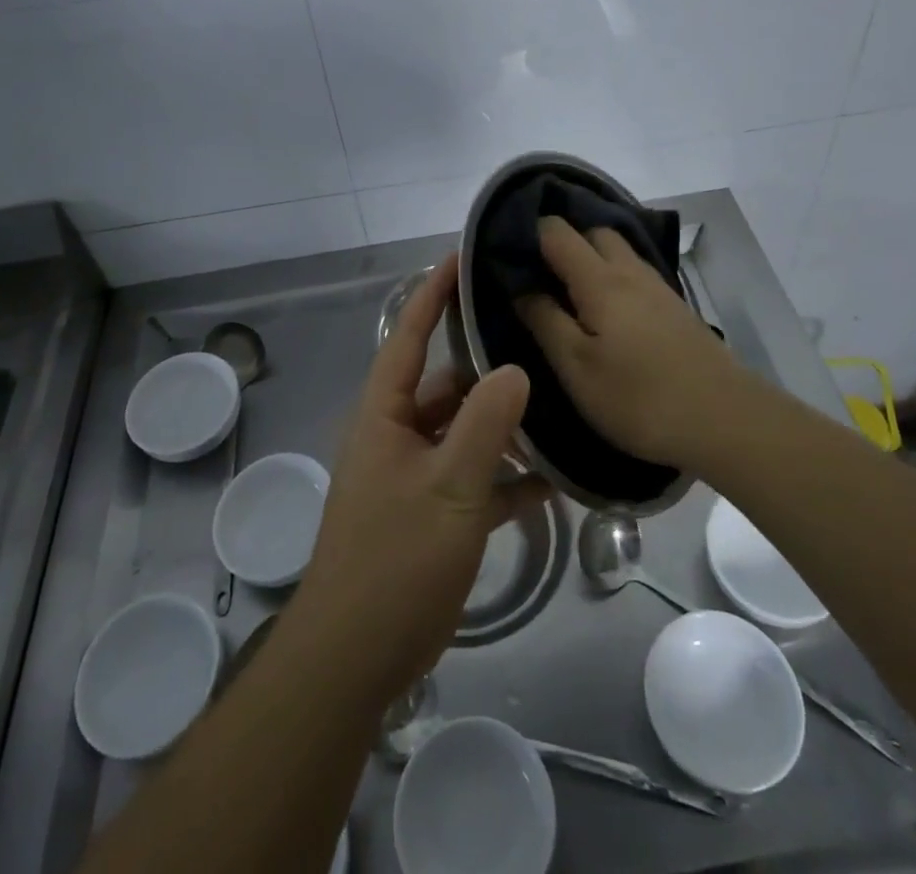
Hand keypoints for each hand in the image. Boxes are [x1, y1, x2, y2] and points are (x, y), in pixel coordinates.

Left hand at [294, 255, 545, 706]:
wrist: (356, 658)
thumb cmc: (396, 560)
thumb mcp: (450, 487)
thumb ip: (485, 425)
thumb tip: (514, 367)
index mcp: (385, 414)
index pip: (409, 336)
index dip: (433, 294)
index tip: (462, 256)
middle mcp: (396, 434)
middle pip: (445, 384)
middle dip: (487, 364)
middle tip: (537, 338)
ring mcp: (415, 475)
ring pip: (465, 432)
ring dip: (504, 426)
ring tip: (558, 404)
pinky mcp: (432, 513)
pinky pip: (474, 479)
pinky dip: (507, 477)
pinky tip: (554, 480)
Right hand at [516, 216, 756, 469]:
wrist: (726, 420)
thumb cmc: (639, 397)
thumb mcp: (577, 368)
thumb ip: (545, 321)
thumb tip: (520, 287)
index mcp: (600, 280)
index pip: (557, 232)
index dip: (529, 232)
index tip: (507, 252)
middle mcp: (630, 271)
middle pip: (593, 232)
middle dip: (563, 241)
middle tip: (538, 274)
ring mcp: (659, 288)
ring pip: (619, 252)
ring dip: (592, 258)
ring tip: (568, 291)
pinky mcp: (676, 309)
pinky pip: (636, 274)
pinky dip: (614, 276)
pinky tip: (608, 312)